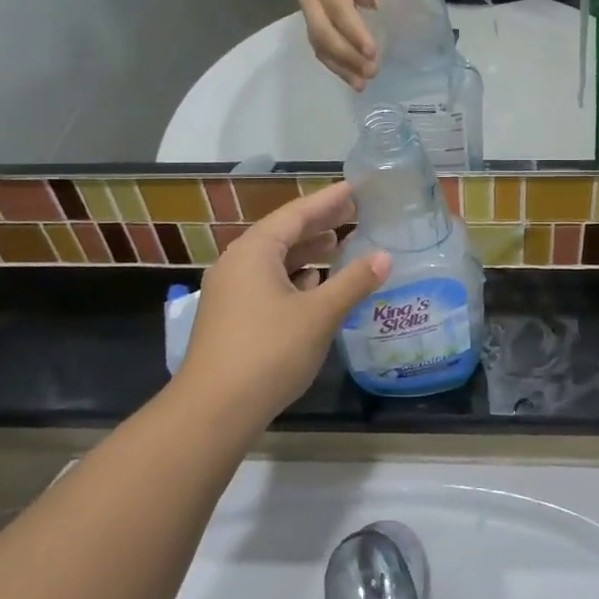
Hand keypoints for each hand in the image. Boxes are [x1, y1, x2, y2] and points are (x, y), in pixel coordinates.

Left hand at [177, 182, 389, 425]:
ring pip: (276, 260)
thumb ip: (353, 282)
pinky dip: (295, 277)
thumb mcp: (319, 314)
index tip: (356, 188)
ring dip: (308, 252)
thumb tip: (384, 257)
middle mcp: (238, 262)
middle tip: (356, 212)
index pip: (297, 213)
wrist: (214, 410)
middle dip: (320, 223)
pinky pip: (268, 282)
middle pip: (285, 233)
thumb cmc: (269, 352)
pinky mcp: (232, 317)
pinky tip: (316, 285)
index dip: (329, 201)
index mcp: (255, 250)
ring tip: (341, 244)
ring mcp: (231, 291)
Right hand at [300, 0, 384, 88]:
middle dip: (347, 56)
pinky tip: (354, 80)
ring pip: (320, 46)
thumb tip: (406, 31)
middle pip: (323, 33)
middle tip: (372, 72)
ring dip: (342, 68)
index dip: (355, 33)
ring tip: (362, 84)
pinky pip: (321, 51)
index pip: (339, 10)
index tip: (373, 52)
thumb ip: (384, 0)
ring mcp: (307, 15)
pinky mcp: (311, 29)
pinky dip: (337, 68)